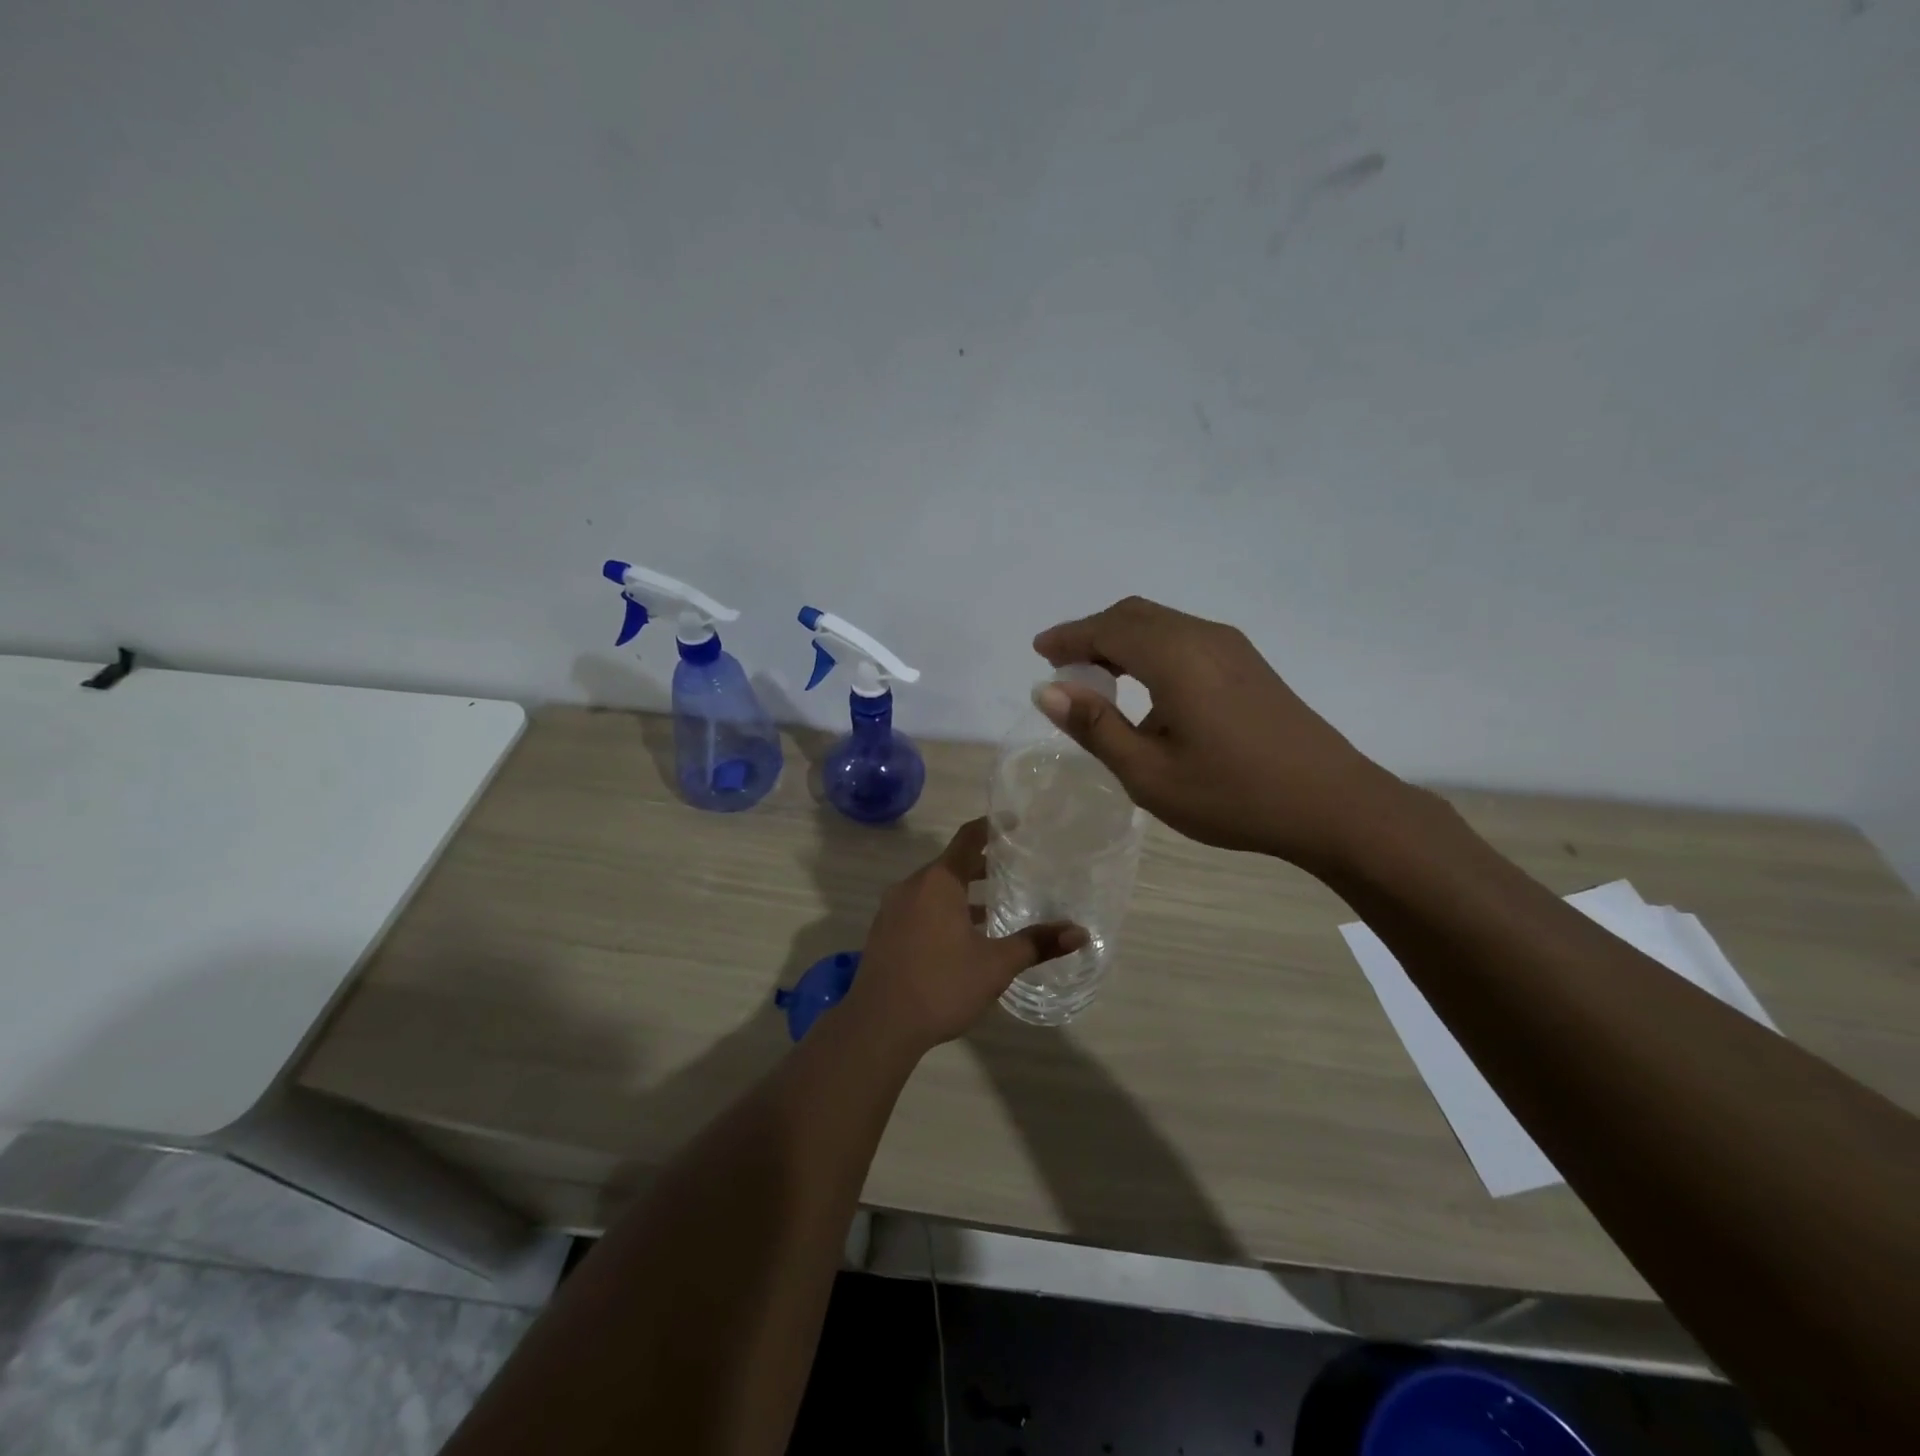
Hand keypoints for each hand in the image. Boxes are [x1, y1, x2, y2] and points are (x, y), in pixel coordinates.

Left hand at [843, 819, 1085, 1054]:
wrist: (879, 1025)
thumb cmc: (941, 985)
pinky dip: (942, 910)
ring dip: (962, 892)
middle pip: (951, 863)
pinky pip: (919, 907)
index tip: (1015, 823)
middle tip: (1015, 868)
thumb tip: (1080, 933)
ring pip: (934, 889)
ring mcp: (892, 909)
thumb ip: (1036, 944)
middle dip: (982, 865)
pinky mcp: (884, 932)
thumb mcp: (995, 965)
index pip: (968, 839)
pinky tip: (961, 937)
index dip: (992, 827)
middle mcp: (912, 886)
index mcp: (938, 882)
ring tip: (994, 907)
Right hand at [1033, 596, 1407, 869]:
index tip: (1039, 652)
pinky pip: (1185, 638)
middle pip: (1134, 615)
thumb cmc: (1233, 794)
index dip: (1069, 637)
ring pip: (1162, 624)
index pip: (1107, 629)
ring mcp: (1232, 648)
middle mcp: (1203, 637)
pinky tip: (1148, 689)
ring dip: (1122, 640)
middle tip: (1064, 666)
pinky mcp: (1249, 664)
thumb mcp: (1149, 773)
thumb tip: (1048, 690)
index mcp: (1176, 658)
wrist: (1332, 804)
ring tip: (1098, 678)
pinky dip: (1151, 649)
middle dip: (1092, 633)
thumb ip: (1095, 728)